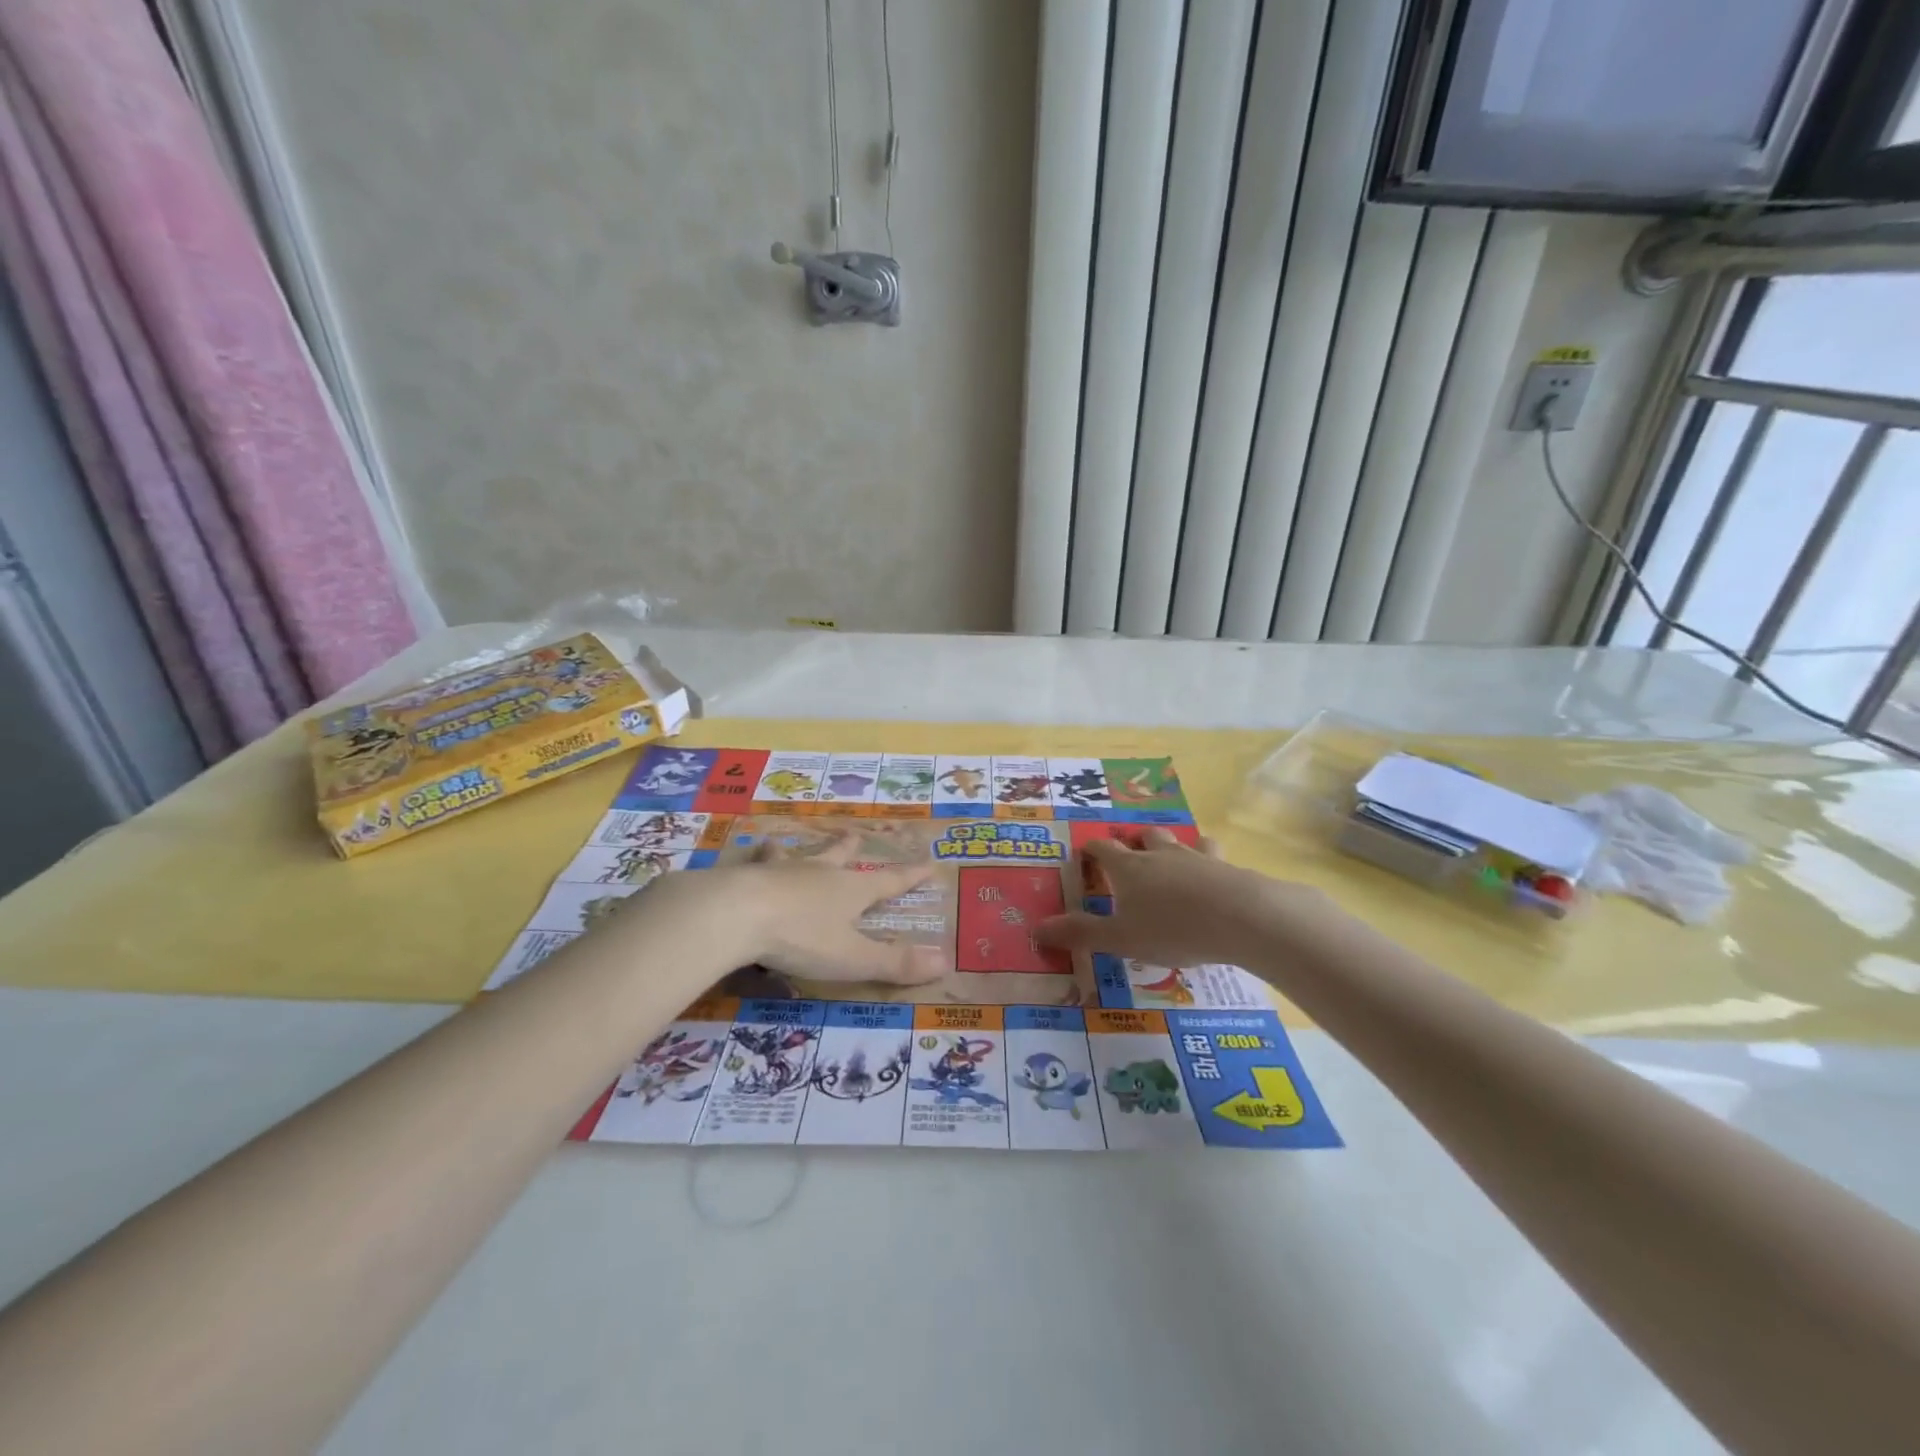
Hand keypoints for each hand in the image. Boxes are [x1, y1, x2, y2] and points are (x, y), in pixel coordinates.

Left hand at [642, 832, 949, 985]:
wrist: (736, 913)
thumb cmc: (801, 937)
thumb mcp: (852, 958)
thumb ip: (895, 962)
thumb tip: (945, 961)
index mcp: (850, 890)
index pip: (889, 882)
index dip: (911, 876)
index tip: (928, 863)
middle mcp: (819, 873)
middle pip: (839, 855)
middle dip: (850, 847)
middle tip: (855, 834)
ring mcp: (781, 870)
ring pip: (794, 855)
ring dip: (794, 851)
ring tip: (783, 844)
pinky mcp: (747, 876)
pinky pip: (753, 865)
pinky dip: (753, 863)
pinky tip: (743, 863)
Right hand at [1038, 828, 1322, 967]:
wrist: (1240, 917)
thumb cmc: (1170, 928)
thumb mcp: (1119, 938)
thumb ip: (1080, 933)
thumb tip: (1036, 929)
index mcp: (1128, 867)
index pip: (1102, 848)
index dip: (1091, 850)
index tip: (1085, 855)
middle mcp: (1159, 855)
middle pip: (1144, 837)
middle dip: (1135, 843)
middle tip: (1131, 857)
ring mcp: (1195, 857)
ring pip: (1181, 842)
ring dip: (1173, 848)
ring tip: (1173, 861)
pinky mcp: (1227, 868)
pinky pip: (1214, 857)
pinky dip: (1208, 864)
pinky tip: (1214, 878)